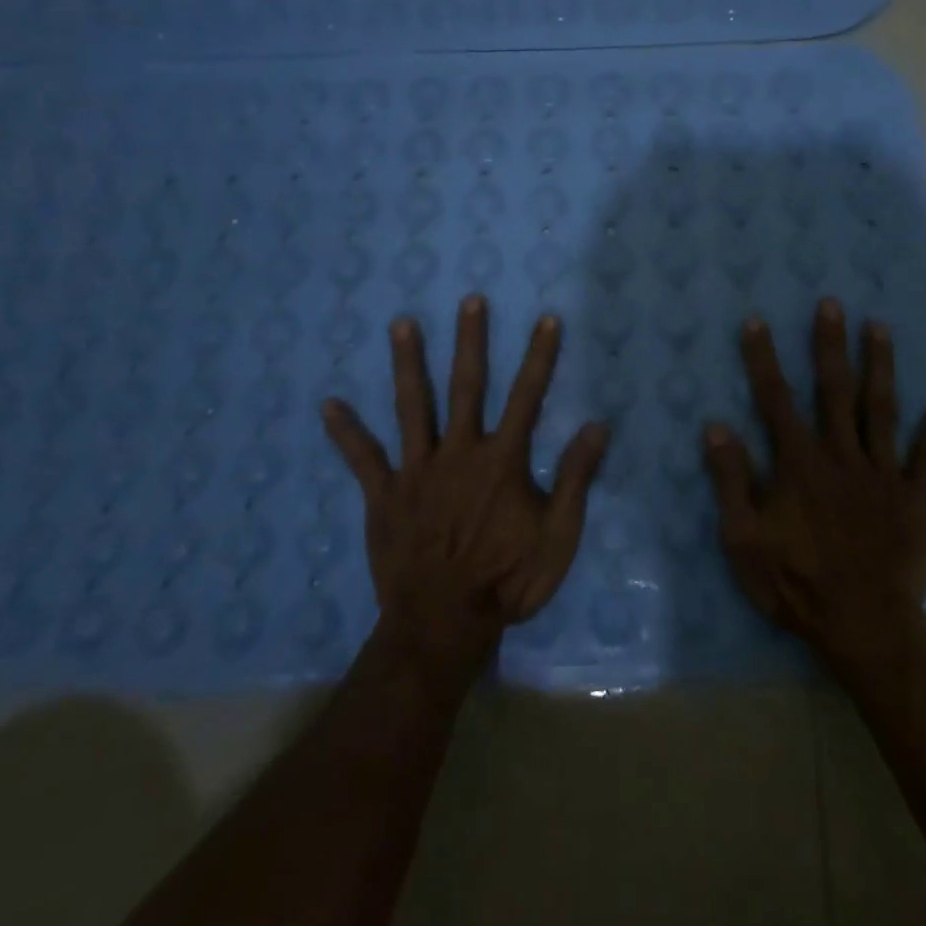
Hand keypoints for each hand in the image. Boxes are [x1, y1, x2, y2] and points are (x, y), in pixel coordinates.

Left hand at [321, 296, 610, 671]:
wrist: (444, 624)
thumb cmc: (508, 580)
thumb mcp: (558, 535)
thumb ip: (575, 477)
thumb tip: (597, 425)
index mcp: (502, 460)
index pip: (527, 396)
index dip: (539, 356)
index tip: (546, 319)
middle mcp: (459, 452)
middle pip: (466, 386)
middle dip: (470, 341)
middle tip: (469, 300)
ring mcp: (418, 470)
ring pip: (412, 407)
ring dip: (408, 364)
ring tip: (401, 324)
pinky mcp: (385, 495)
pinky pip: (363, 458)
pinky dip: (346, 432)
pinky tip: (328, 405)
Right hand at [704, 298, 925, 665]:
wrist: (862, 626)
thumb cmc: (795, 583)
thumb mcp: (743, 538)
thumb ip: (731, 480)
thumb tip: (717, 425)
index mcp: (798, 462)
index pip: (775, 398)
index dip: (763, 358)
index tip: (757, 321)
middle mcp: (841, 455)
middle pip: (834, 390)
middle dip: (830, 344)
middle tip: (833, 304)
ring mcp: (881, 474)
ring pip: (881, 410)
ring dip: (879, 367)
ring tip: (880, 328)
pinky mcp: (914, 498)